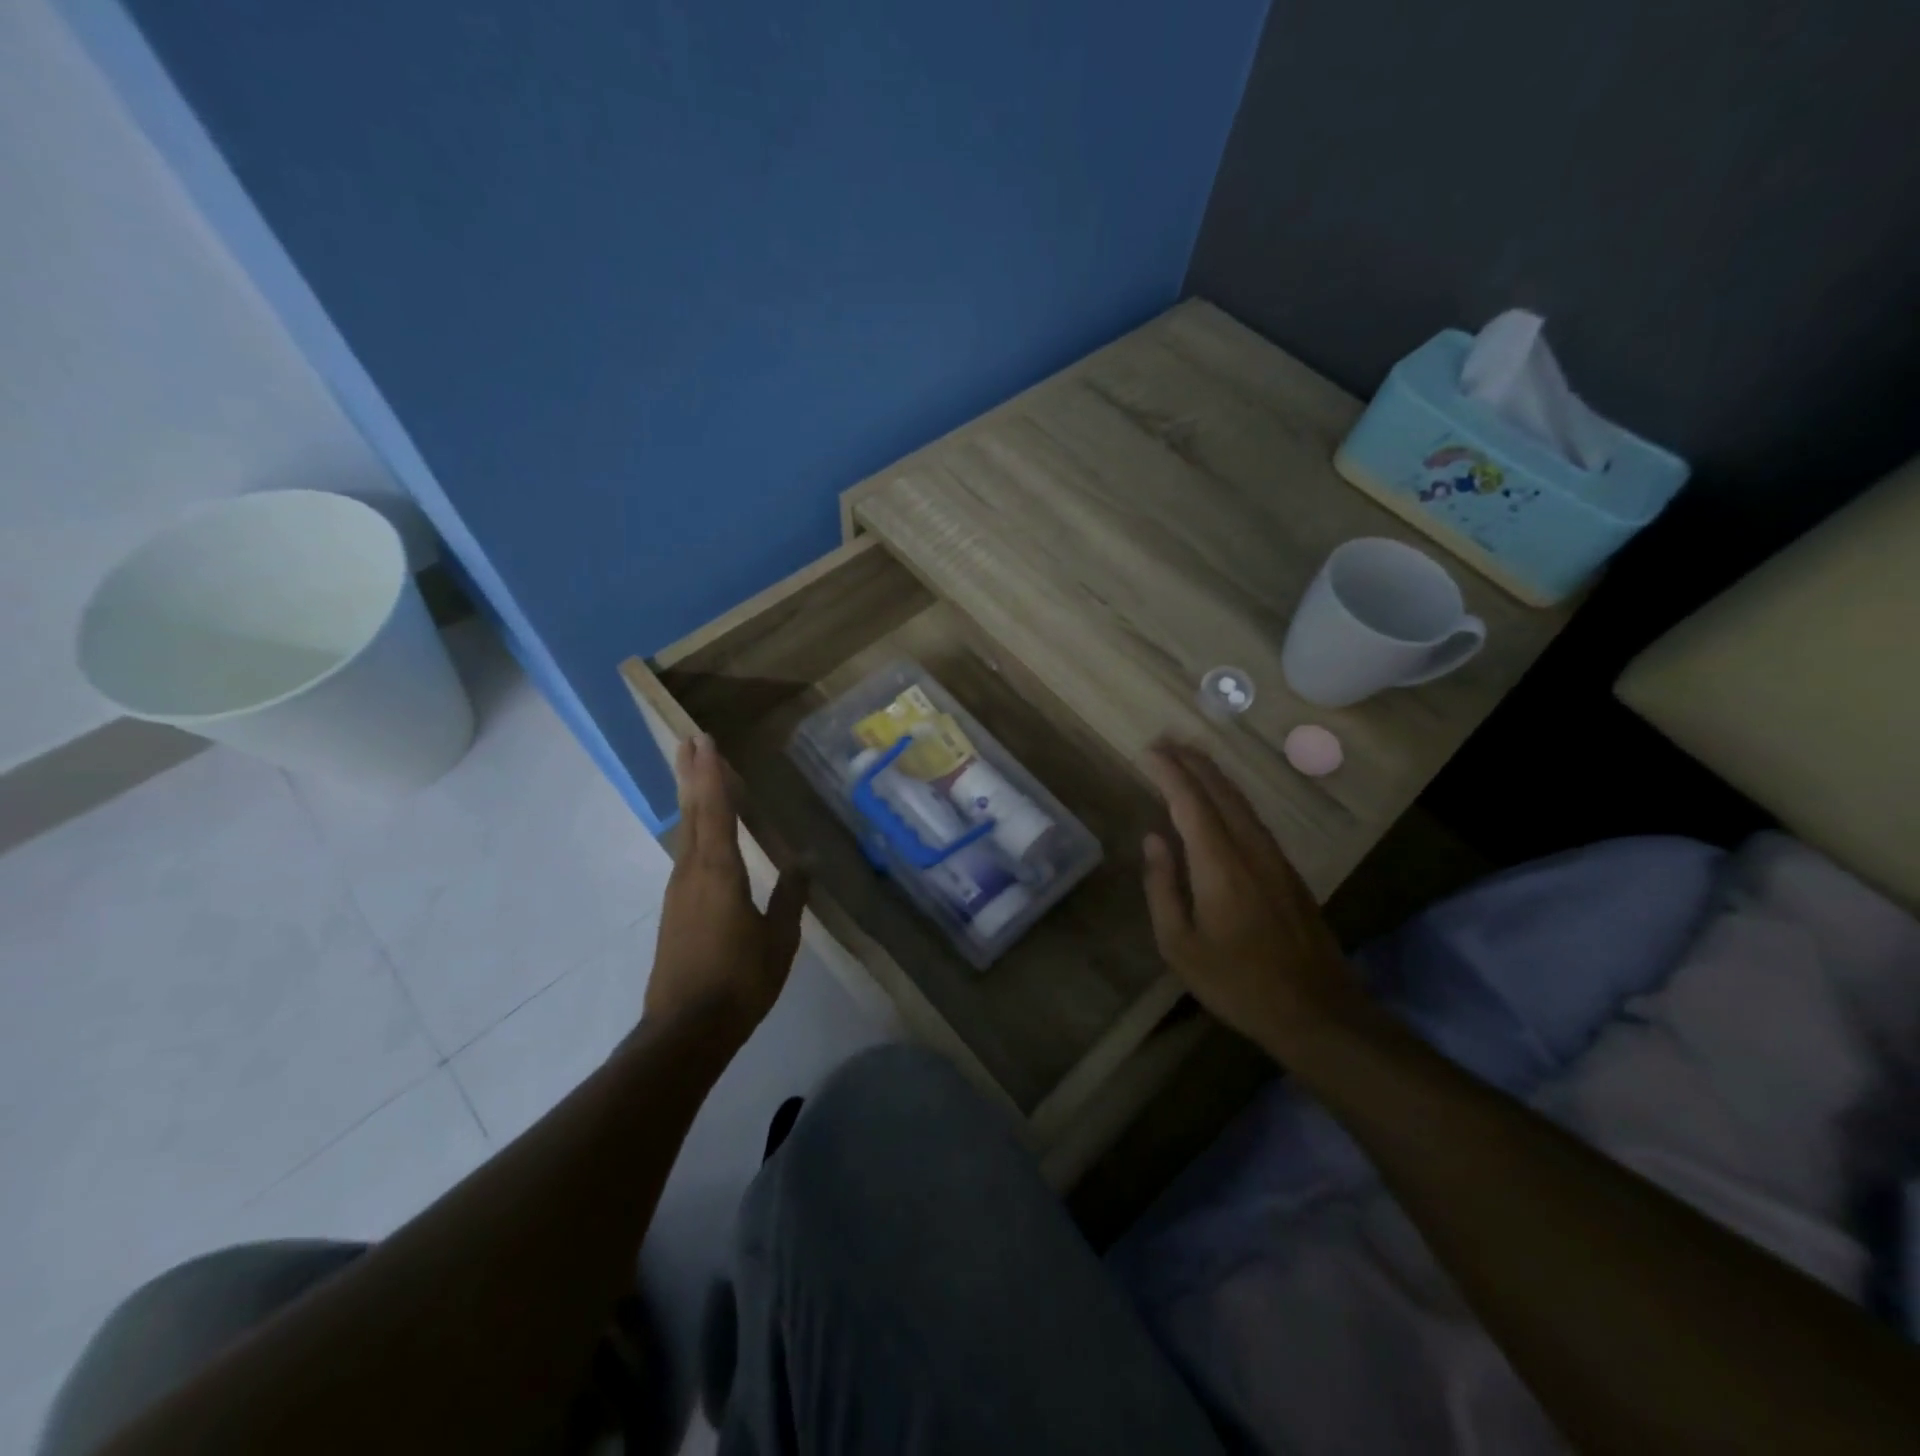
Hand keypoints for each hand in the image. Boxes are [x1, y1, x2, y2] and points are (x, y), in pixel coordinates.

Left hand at [645, 733, 807, 1042]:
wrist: (686, 1030)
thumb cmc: (741, 980)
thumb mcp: (779, 939)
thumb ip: (790, 896)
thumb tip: (805, 862)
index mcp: (721, 871)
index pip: (716, 809)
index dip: (712, 773)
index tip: (704, 740)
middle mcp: (693, 871)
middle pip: (692, 812)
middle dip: (691, 774)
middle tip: (688, 740)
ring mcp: (679, 890)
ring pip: (685, 832)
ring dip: (690, 798)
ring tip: (694, 773)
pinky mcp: (676, 909)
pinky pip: (686, 853)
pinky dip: (693, 828)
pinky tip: (701, 833)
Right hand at [1140, 742, 1366, 1060]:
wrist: (1317, 1011)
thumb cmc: (1237, 983)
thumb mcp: (1180, 945)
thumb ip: (1162, 887)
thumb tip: (1153, 839)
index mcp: (1220, 865)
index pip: (1190, 802)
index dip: (1169, 772)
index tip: (1148, 751)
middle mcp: (1251, 849)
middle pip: (1220, 791)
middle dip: (1191, 761)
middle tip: (1164, 741)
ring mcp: (1275, 858)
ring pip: (1241, 801)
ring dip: (1212, 774)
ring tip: (1188, 757)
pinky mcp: (1288, 871)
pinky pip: (1253, 818)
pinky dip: (1230, 796)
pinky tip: (1220, 799)